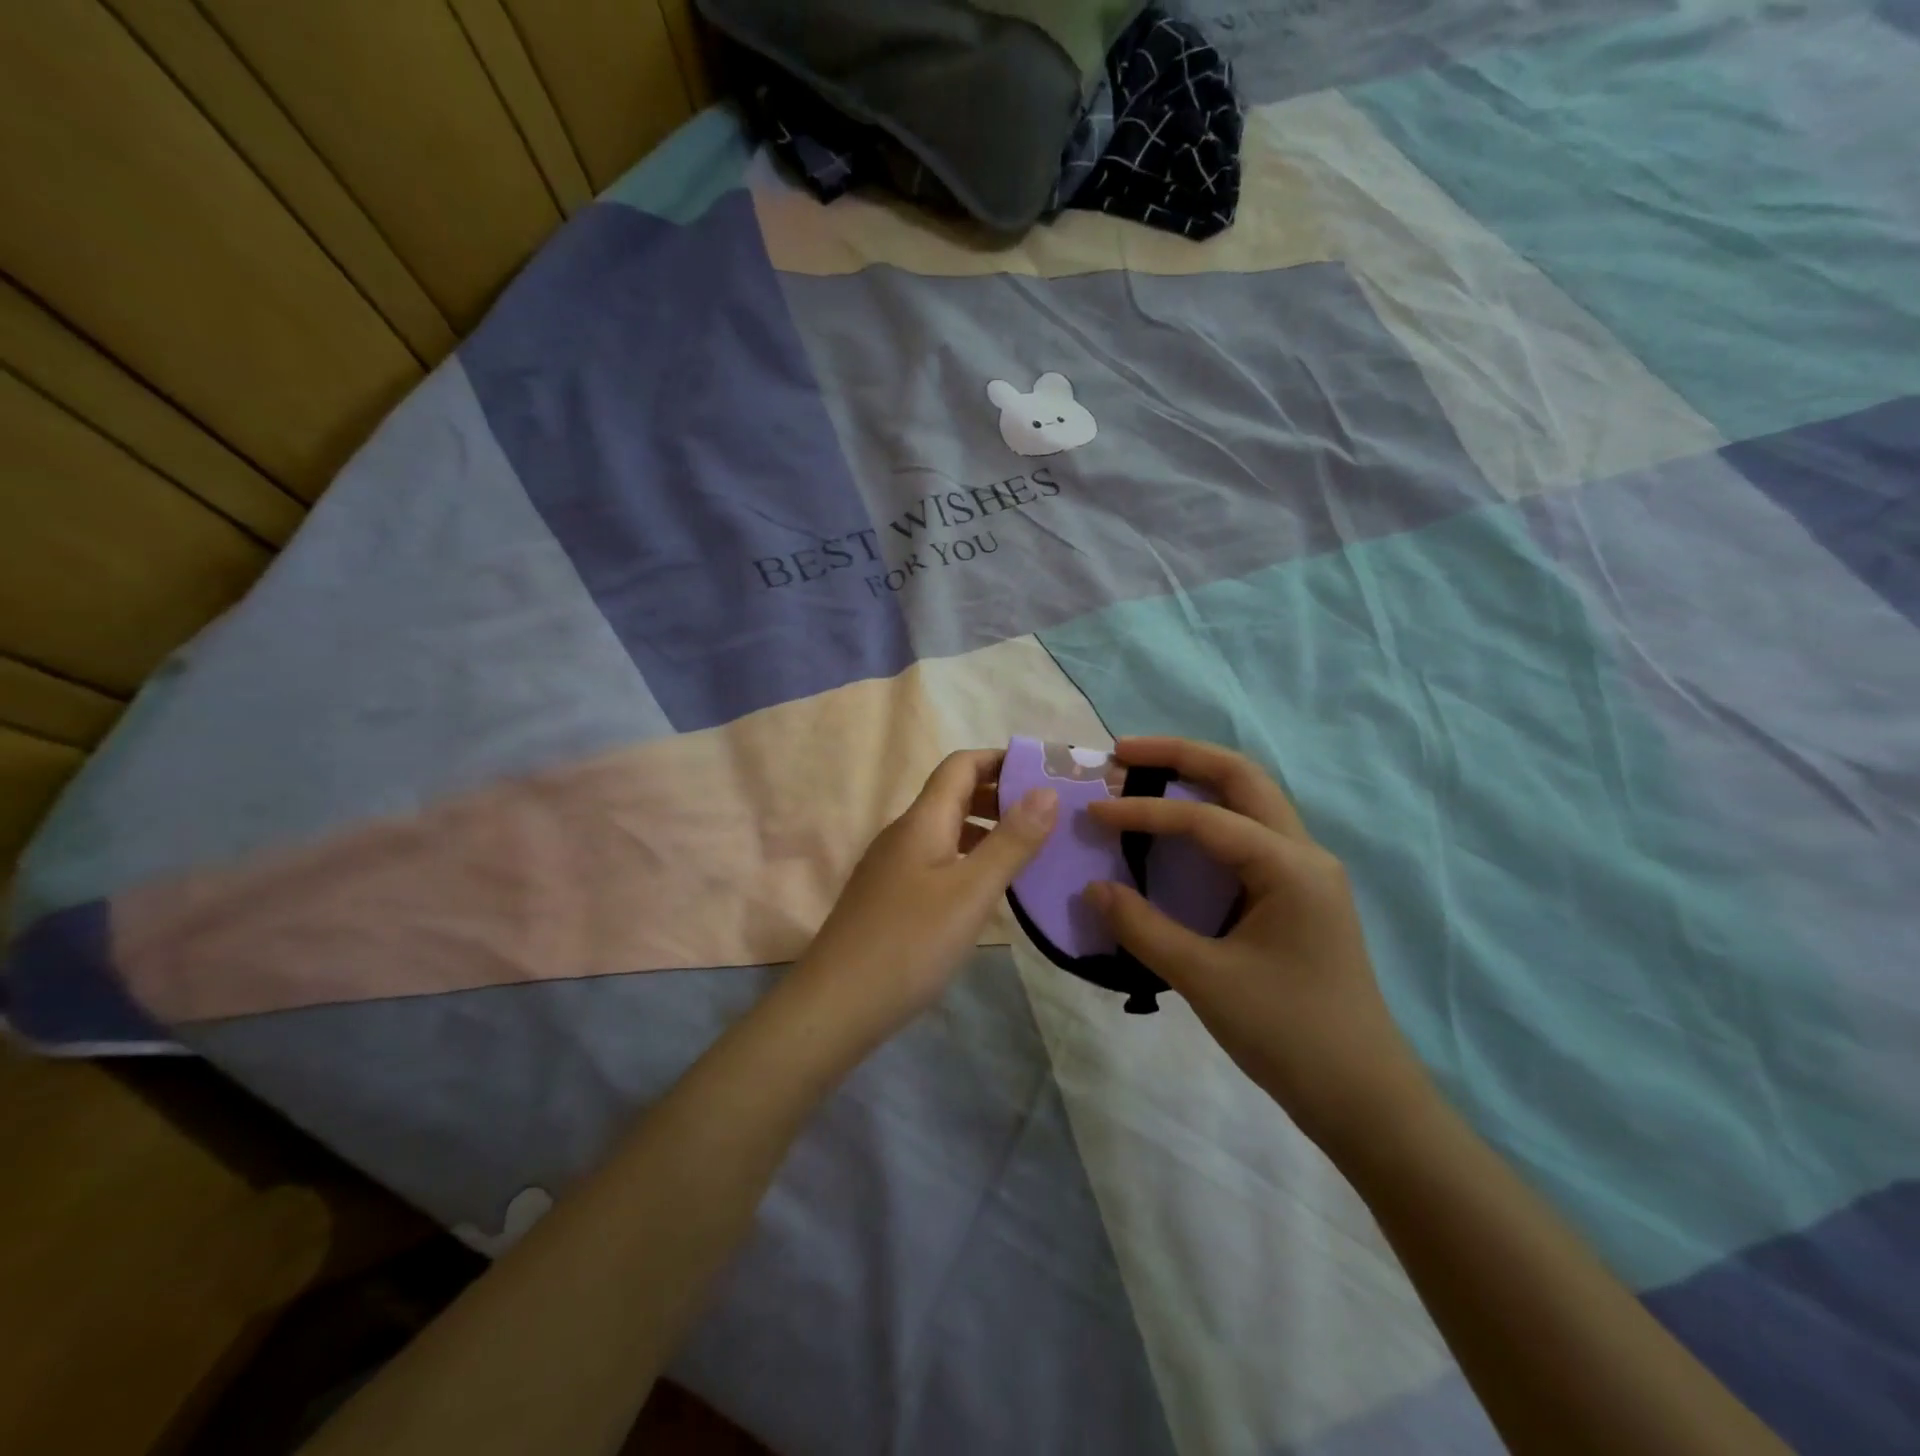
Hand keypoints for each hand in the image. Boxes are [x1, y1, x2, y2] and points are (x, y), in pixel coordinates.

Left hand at [793, 750, 1057, 1045]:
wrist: (836, 1005)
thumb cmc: (910, 943)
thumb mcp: (971, 891)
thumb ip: (1011, 841)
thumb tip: (1047, 790)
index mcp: (922, 821)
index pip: (961, 765)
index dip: (1000, 759)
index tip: (1043, 772)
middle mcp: (903, 834)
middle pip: (952, 795)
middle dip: (999, 795)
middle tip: (1047, 815)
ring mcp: (890, 867)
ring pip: (944, 831)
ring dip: (985, 830)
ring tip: (1027, 852)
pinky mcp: (887, 898)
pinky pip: (934, 861)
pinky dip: (966, 861)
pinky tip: (985, 892)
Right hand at [1086, 737, 1433, 1150]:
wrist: (1362, 1097)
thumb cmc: (1288, 1034)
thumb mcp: (1206, 980)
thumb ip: (1144, 928)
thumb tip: (1093, 889)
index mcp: (1290, 866)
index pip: (1205, 818)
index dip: (1144, 811)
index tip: (1094, 813)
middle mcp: (1303, 854)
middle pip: (1241, 777)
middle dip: (1180, 756)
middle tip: (1124, 754)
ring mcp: (1304, 873)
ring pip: (1249, 801)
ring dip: (1196, 781)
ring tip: (1142, 777)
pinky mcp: (1296, 896)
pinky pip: (1247, 837)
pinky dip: (1206, 820)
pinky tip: (1173, 834)